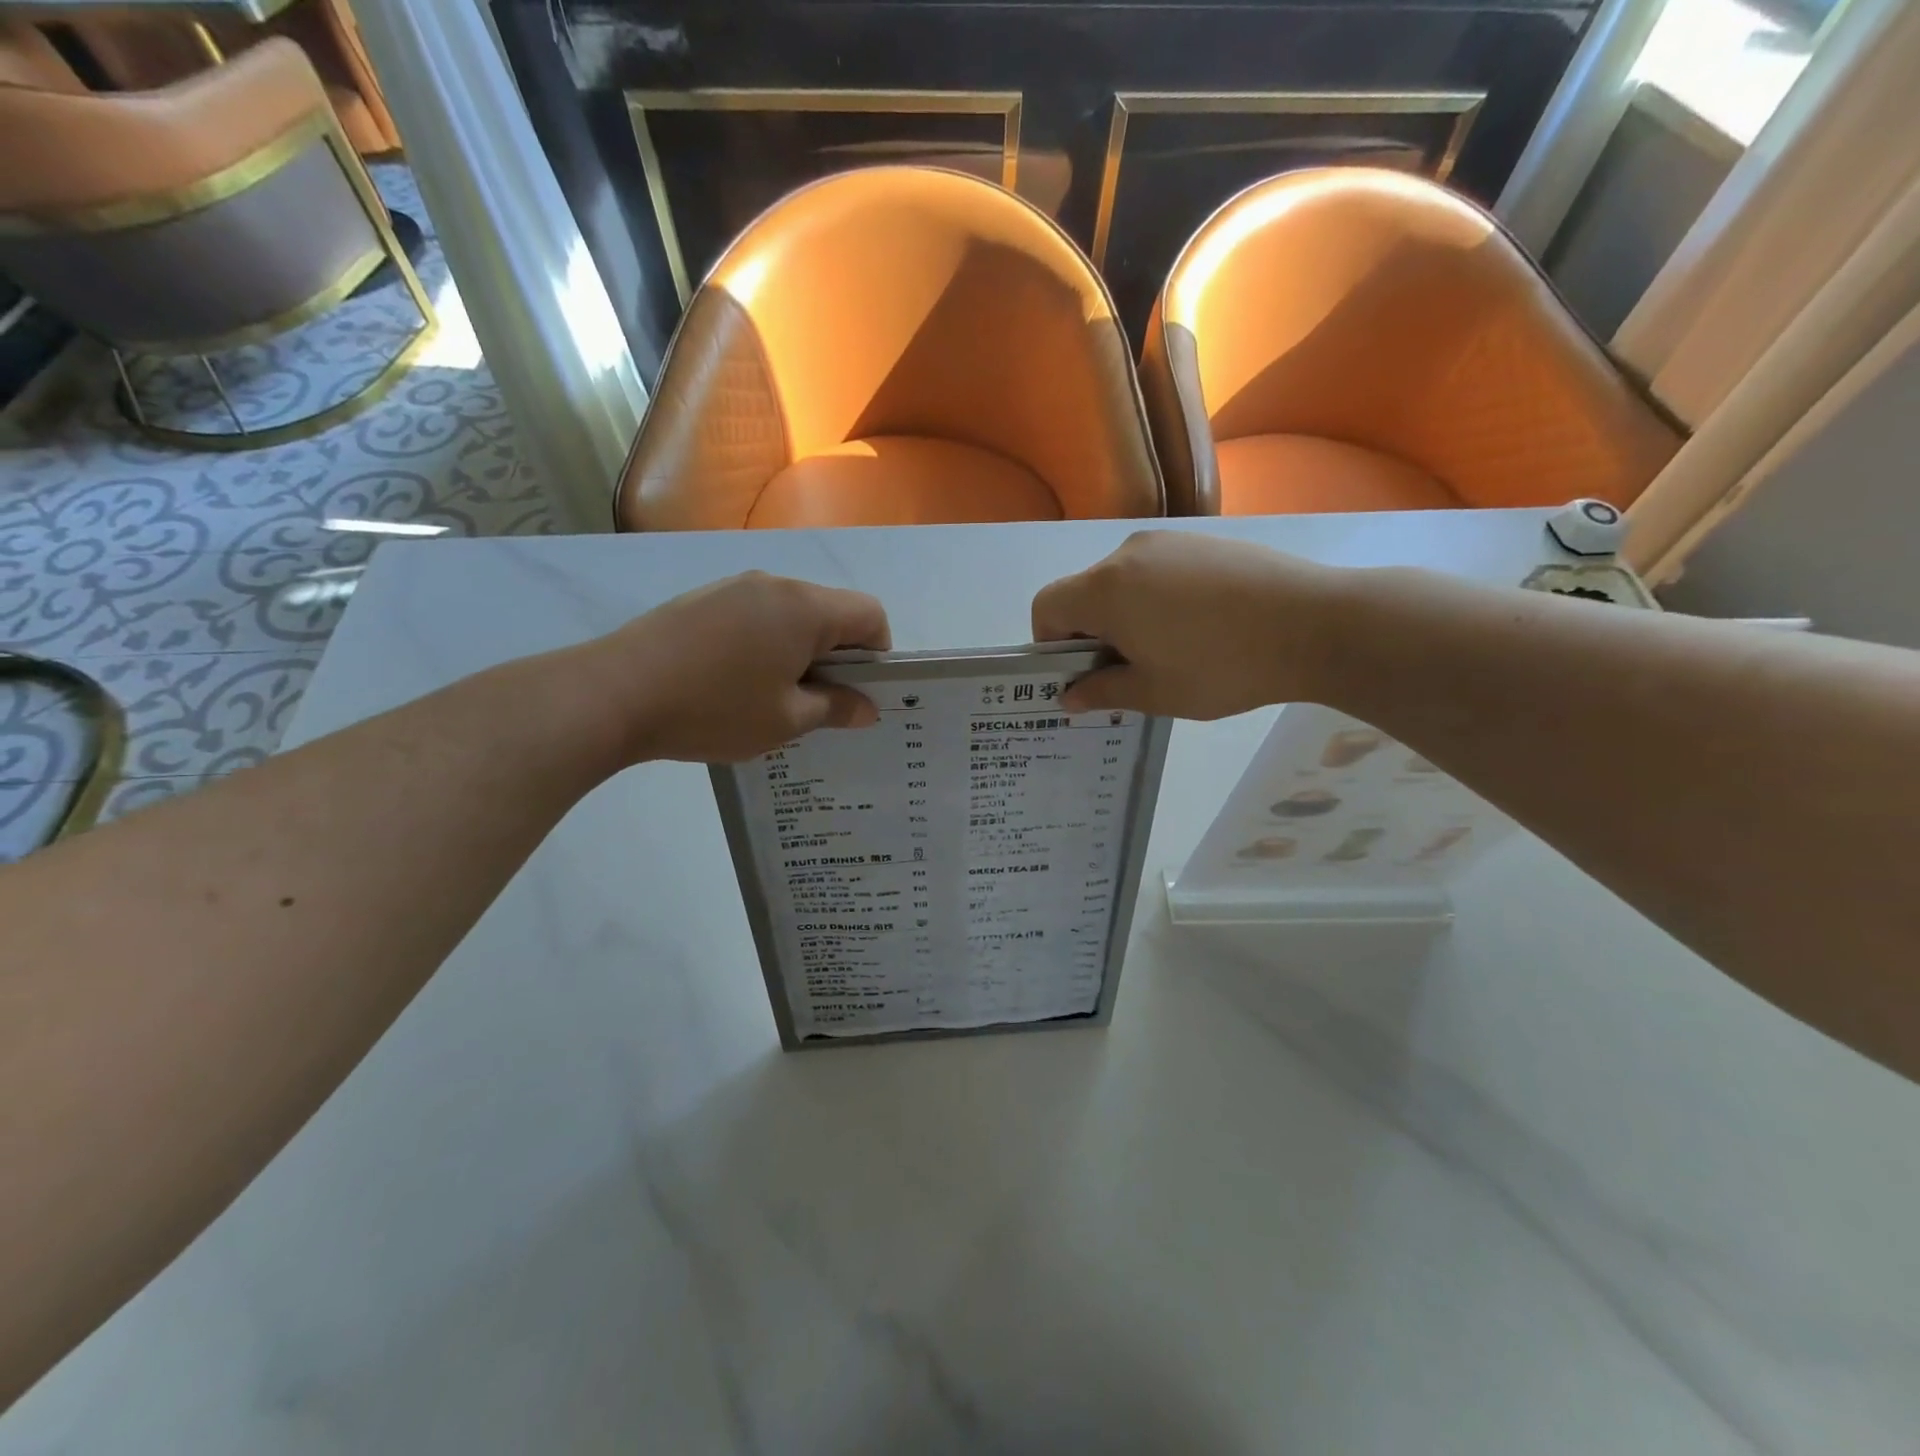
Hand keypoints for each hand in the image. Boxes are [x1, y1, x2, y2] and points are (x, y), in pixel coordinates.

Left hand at [596, 572, 890, 763]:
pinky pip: (755, 614)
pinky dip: (764, 642)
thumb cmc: (714, 709)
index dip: (877, 654)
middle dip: (837, 654)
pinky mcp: (702, 599)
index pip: (870, 614)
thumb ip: (835, 708)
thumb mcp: (785, 721)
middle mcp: (774, 584)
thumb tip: (867, 707)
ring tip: (770, 695)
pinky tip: (733, 681)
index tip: (855, 692)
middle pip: (831, 610)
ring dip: (798, 649)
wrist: (614, 693)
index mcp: (805, 608)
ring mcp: (733, 587)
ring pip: (791, 613)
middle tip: (816, 702)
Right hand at [1031, 531, 1339, 718]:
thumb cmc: (1221, 666)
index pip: (1047, 606)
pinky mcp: (1205, 541)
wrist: (1316, 624)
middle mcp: (1128, 553)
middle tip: (1130, 671)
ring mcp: (1170, 541)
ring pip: (1123, 581)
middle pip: (1084, 592)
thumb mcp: (1155, 693)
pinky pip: (1159, 571)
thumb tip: (1070, 696)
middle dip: (1092, 633)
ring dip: (1127, 616)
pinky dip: (1158, 599)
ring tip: (1171, 651)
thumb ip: (1102, 692)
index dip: (1050, 644)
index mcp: (1105, 588)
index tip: (1084, 673)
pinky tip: (1202, 627)